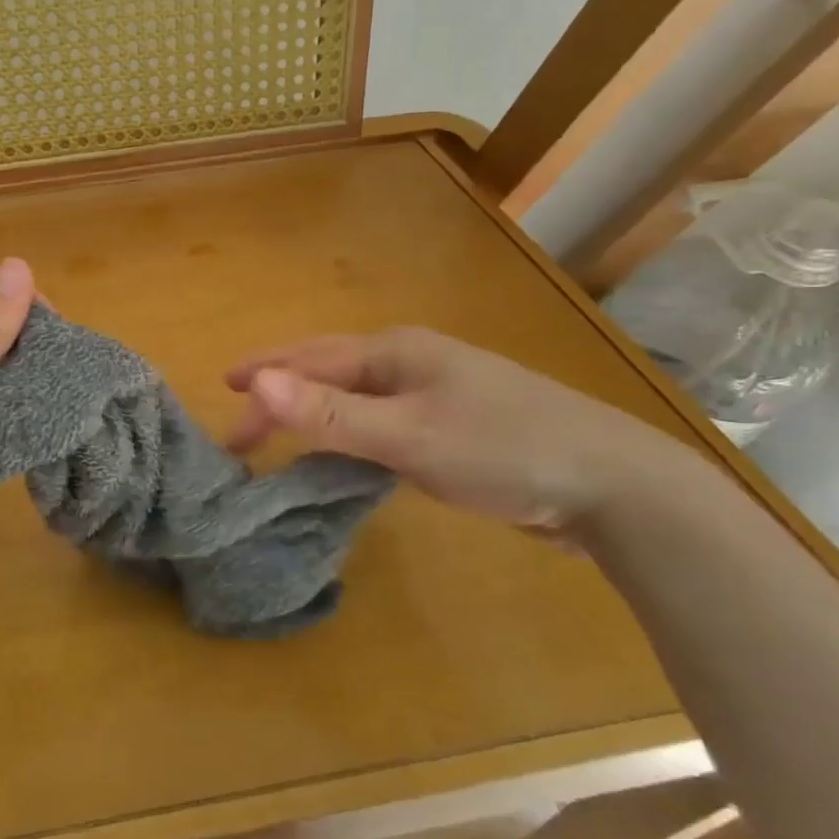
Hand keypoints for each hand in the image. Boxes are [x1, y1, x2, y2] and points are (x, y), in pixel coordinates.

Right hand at [224, 327, 687, 536]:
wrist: (616, 487)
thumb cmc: (503, 449)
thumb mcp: (407, 435)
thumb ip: (329, 414)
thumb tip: (256, 384)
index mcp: (395, 351)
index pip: (309, 360)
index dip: (263, 378)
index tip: (223, 400)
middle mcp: (410, 363)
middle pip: (328, 373)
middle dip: (281, 395)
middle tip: (241, 430)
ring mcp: (435, 394)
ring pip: (354, 400)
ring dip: (312, 417)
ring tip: (279, 441)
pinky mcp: (453, 428)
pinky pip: (379, 425)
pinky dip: (347, 439)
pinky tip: (343, 459)